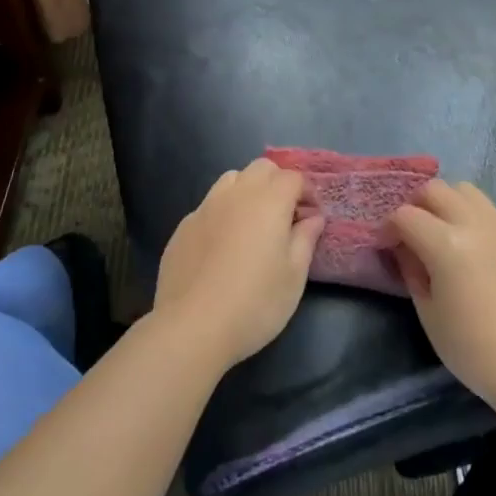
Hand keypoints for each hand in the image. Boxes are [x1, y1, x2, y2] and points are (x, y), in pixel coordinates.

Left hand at [153, 158, 323, 369]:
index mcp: (269, 201)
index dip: (307, 193)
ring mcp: (205, 208)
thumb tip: (312, 218)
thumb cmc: (255, 302)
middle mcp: (236, 194)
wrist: (192, 327)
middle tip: (285, 216)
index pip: (293, 177)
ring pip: (231, 180)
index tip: (311, 218)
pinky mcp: (183, 227)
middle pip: (262, 168)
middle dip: (278, 184)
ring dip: (248, 191)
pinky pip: (209, 205)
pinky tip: (222, 246)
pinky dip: (223, 213)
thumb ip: (305, 239)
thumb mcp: (294, 276)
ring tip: (253, 224)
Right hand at [387, 180, 495, 412]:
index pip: (405, 215)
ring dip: (447, 203)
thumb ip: (412, 271)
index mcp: (446, 243)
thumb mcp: (429, 314)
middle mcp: (475, 223)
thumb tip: (406, 250)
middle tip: (412, 233)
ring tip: (444, 232)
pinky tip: (476, 251)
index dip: (389, 228)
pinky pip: (491, 213)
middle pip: (435, 189)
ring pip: (467, 191)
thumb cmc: (474, 349)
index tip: (387, 246)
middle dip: (416, 205)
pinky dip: (473, 219)